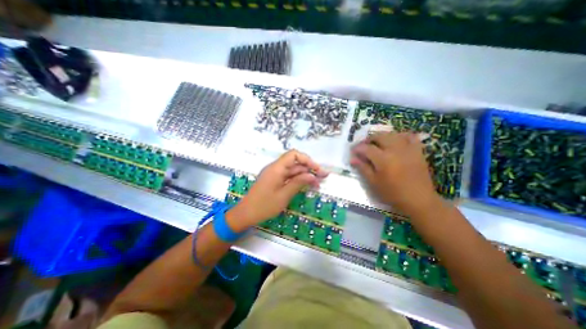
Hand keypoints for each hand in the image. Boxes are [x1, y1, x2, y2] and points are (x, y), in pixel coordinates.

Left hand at [229, 150, 327, 230]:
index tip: (317, 170)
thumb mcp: (284, 195)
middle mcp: (276, 168)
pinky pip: (288, 177)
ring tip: (318, 184)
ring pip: (293, 170)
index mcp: (276, 168)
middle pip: (295, 163)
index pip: (294, 155)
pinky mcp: (275, 180)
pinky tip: (307, 185)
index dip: (307, 160)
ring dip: (305, 175)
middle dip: (310, 169)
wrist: (246, 214)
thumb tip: (313, 176)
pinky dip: (298, 180)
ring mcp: (275, 174)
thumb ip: (298, 183)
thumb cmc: (264, 206)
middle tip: (323, 177)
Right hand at [350, 133, 441, 216]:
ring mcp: (408, 149)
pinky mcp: (418, 151)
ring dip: (382, 136)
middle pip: (379, 136)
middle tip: (363, 146)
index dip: (357, 148)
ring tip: (377, 143)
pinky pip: (410, 137)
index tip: (352, 151)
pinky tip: (396, 140)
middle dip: (368, 139)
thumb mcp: (374, 183)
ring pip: (393, 134)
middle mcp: (395, 150)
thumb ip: (363, 168)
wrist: (419, 200)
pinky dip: (401, 136)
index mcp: (383, 159)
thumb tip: (352, 159)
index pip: (366, 148)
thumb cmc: (393, 194)